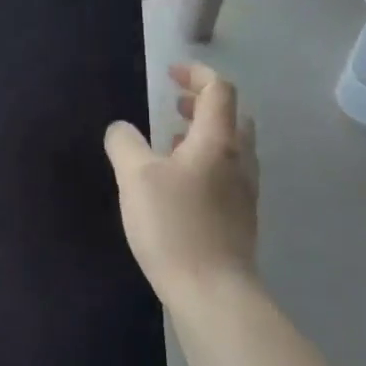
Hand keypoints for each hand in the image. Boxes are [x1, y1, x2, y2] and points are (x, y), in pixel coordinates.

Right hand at [104, 63, 259, 315]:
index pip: (219, 90)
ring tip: (170, 144)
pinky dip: (206, 163)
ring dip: (204, 135)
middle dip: (203, 105)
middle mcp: (239, 161)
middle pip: (233, 117)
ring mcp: (244, 192)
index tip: (170, 74)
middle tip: (173, 107)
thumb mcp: (135, 178)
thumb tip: (121, 129)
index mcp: (218, 142)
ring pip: (231, 148)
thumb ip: (125, 144)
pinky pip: (227, 174)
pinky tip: (179, 185)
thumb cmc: (174, 226)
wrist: (212, 291)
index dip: (196, 74)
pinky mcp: (240, 218)